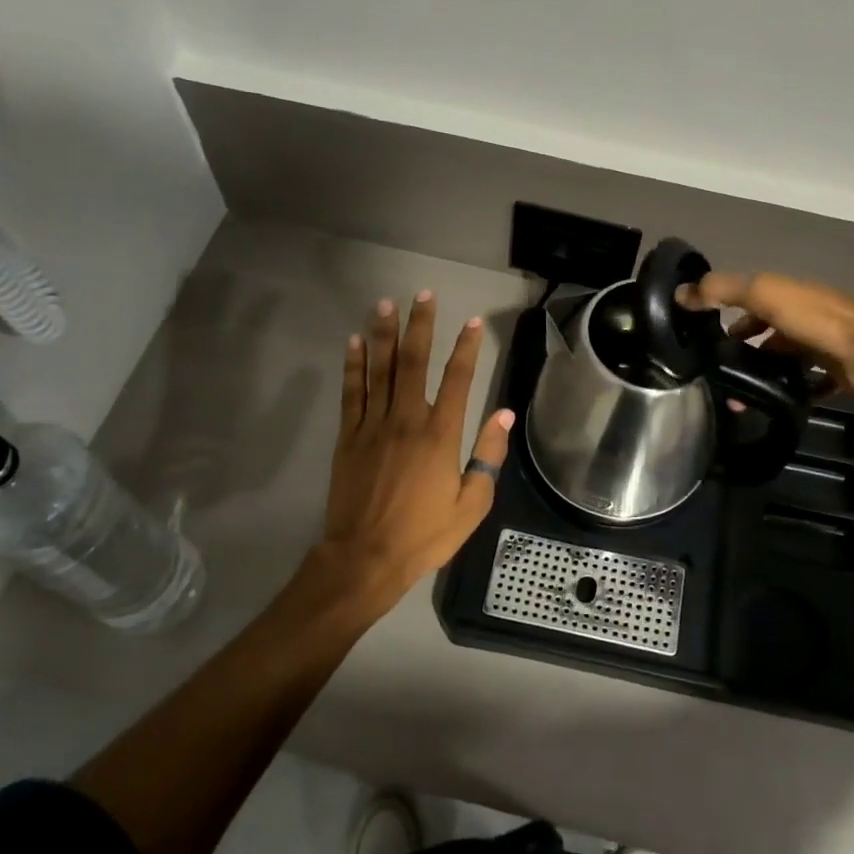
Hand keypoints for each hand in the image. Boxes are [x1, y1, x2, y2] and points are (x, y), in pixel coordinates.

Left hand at [308, 290, 513, 614]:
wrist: (366, 558)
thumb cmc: (425, 534)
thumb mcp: (472, 504)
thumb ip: (488, 455)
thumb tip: (505, 414)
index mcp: (441, 435)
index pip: (458, 379)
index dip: (467, 348)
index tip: (473, 322)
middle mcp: (407, 420)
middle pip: (414, 362)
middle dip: (420, 325)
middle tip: (423, 294)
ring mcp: (374, 425)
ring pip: (380, 369)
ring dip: (384, 334)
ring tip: (386, 304)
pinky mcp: (349, 437)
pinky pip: (352, 392)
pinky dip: (354, 365)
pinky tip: (355, 342)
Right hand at [680, 271, 853, 398]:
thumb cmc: (816, 318)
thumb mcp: (762, 293)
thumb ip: (721, 290)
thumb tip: (679, 293)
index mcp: (787, 295)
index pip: (751, 301)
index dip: (728, 314)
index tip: (706, 337)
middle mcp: (804, 318)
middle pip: (768, 333)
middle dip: (744, 350)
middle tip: (721, 374)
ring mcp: (823, 347)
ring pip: (785, 360)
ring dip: (764, 375)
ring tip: (740, 399)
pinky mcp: (837, 374)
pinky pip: (809, 385)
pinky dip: (792, 393)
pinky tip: (773, 406)